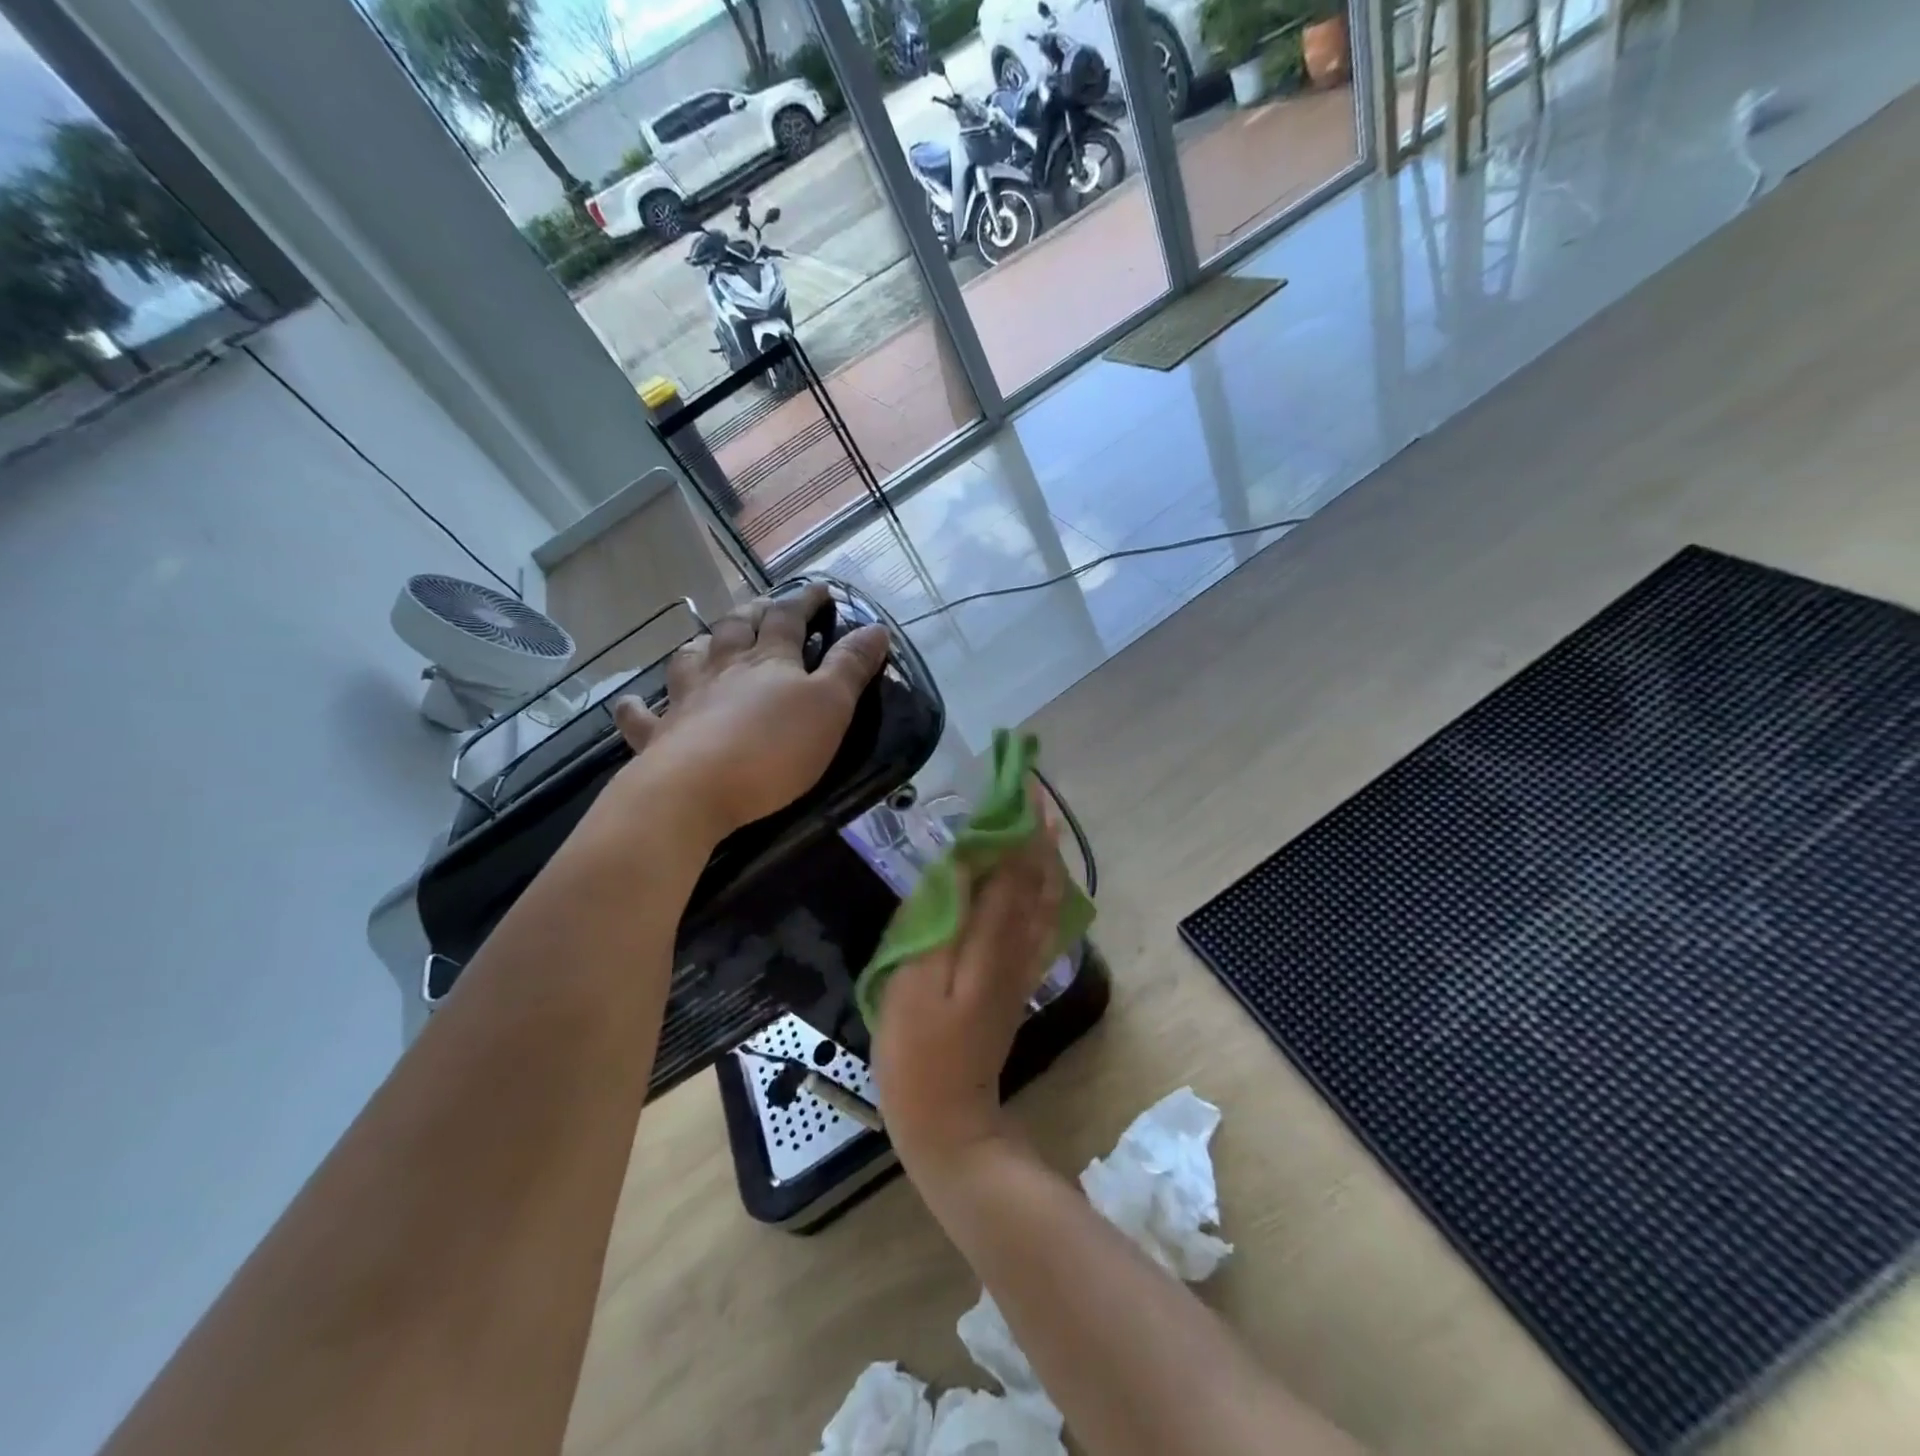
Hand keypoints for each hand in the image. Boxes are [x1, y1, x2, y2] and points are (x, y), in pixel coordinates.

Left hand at [608, 584, 889, 839]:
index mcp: (769, 660)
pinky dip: (636, 706)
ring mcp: (686, 699)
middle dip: (754, 613)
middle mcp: (724, 669)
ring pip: (691, 658)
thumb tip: (876, 627)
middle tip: (764, 607)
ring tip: (708, 641)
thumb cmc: (774, 748)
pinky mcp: (659, 736)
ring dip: (702, 645)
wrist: (696, 790)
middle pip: (736, 628)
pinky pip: (641, 716)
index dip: (805, 600)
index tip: (821, 589)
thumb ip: (851, 666)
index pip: (789, 617)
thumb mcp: (831, 706)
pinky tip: (632, 702)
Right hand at [872, 786, 1065, 1179]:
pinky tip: (1040, 881)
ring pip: (1046, 898)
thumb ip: (944, 920)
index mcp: (991, 941)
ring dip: (1046, 855)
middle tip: (1032, 790)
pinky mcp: (1019, 981)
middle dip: (1038, 829)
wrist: (949, 1119)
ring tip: (1039, 821)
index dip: (1018, 822)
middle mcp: (1017, 946)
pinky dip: (1046, 890)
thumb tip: (965, 865)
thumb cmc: (917, 1051)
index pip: (1013, 866)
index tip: (1019, 781)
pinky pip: (1043, 923)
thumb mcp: (916, 981)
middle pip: (1038, 877)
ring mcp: (1023, 965)